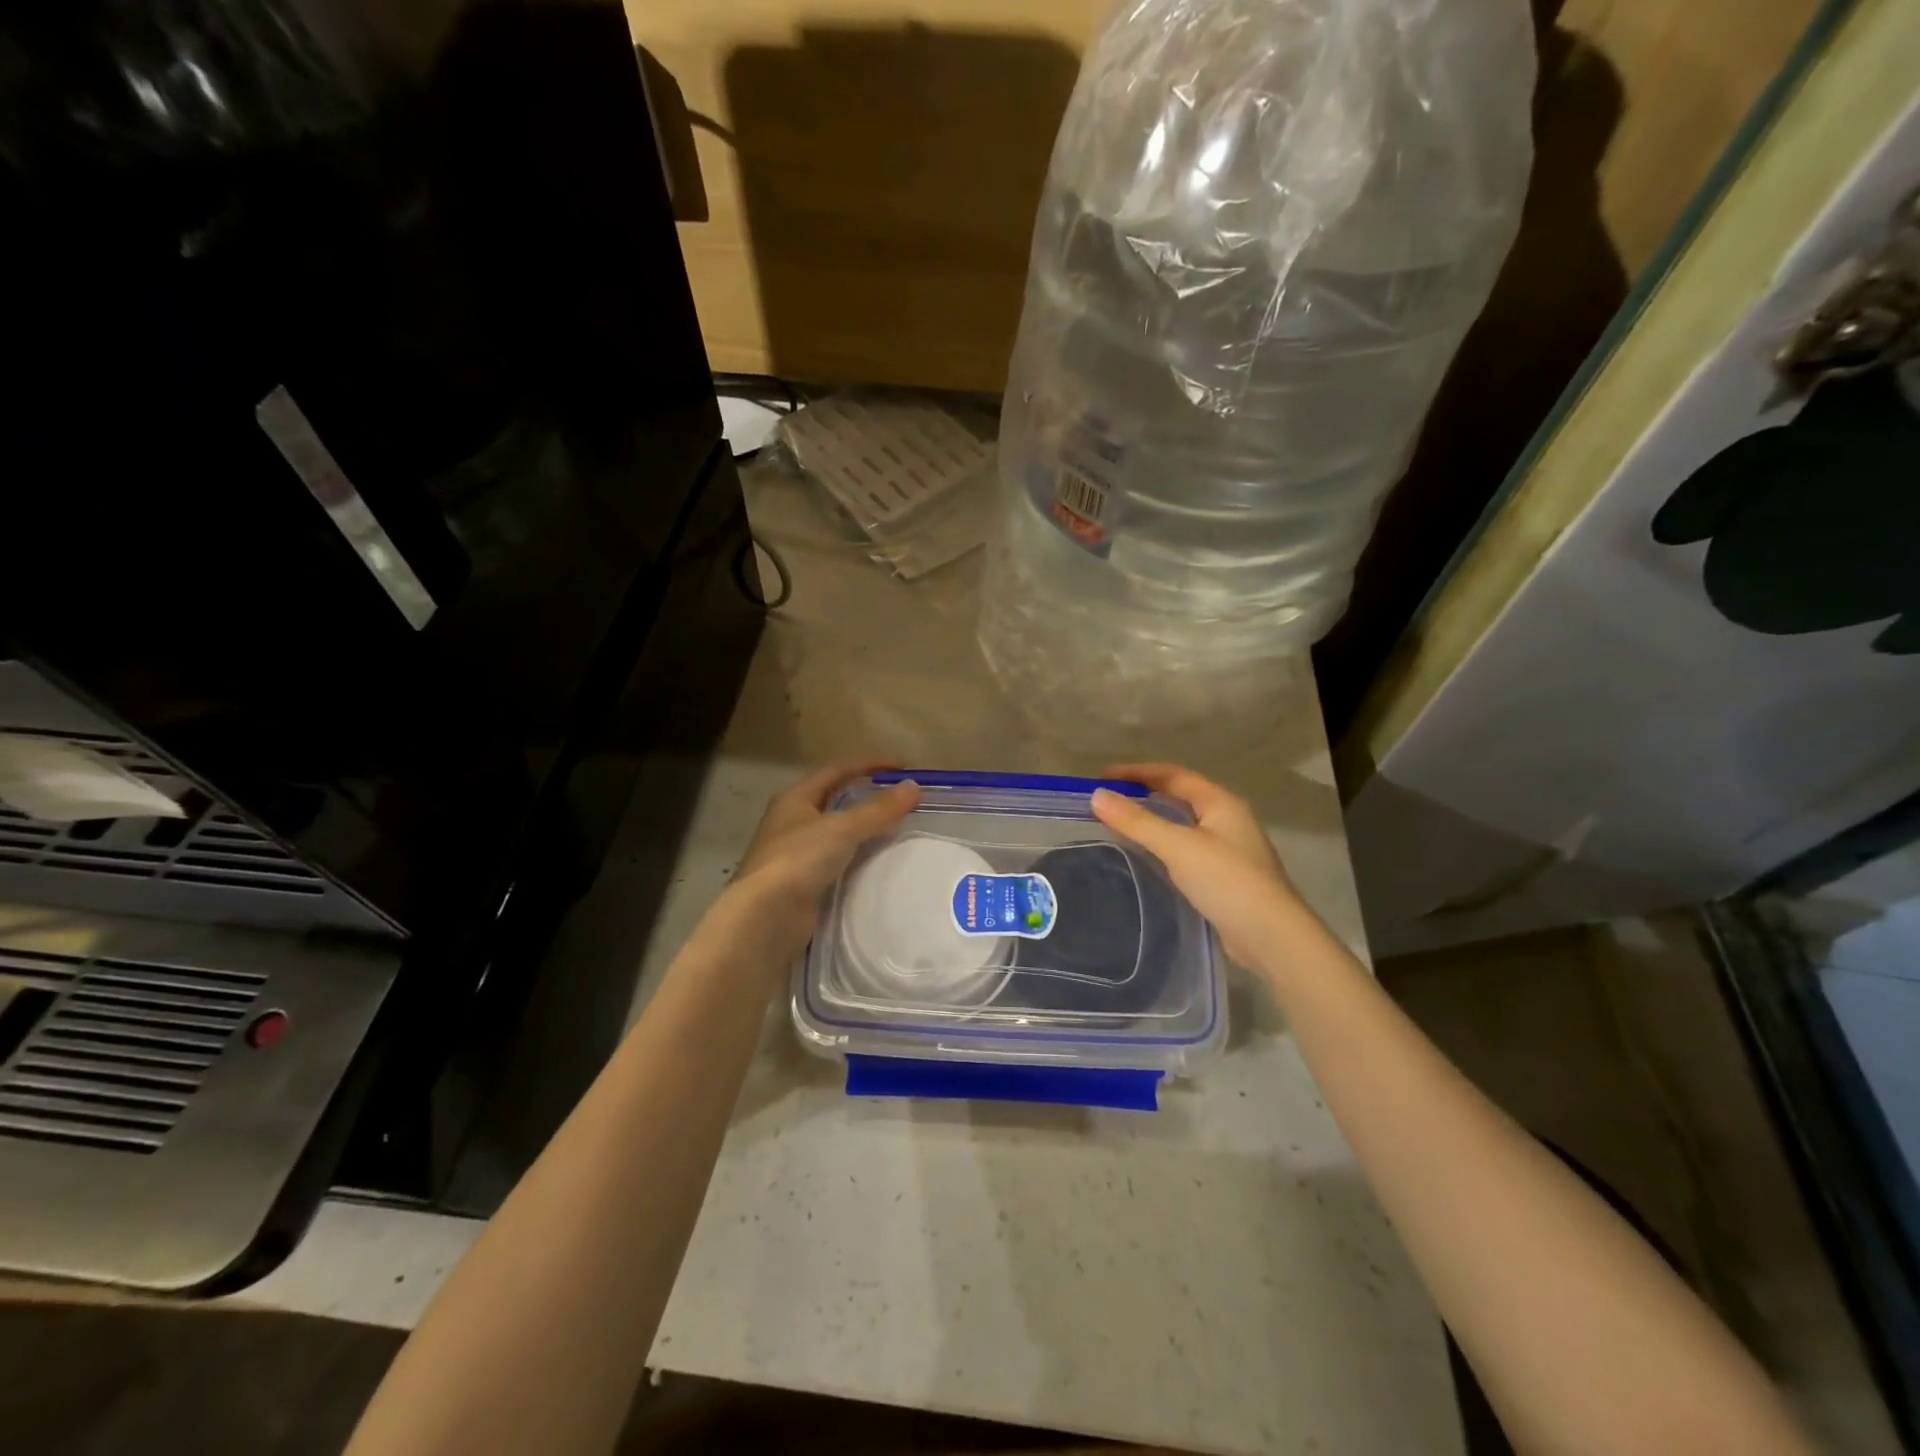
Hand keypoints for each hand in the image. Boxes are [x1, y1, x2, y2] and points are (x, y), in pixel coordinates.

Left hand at [711, 765, 919, 961]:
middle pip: (836, 802)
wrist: (766, 917)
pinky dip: (859, 860)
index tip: (904, 769)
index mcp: (795, 799)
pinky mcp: (805, 884)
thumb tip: (913, 786)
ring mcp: (796, 855)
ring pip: (838, 835)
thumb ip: (878, 809)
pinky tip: (881, 864)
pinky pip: (838, 864)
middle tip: (905, 801)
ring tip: (900, 831)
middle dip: (869, 799)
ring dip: (865, 831)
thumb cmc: (798, 859)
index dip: (869, 766)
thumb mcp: (842, 828)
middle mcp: (792, 822)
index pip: (836, 771)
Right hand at [1090, 763, 1299, 969]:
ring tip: (1120, 826)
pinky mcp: (1225, 876)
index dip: (1137, 772)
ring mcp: (1229, 849)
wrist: (1271, 937)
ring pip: (1184, 824)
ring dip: (1153, 821)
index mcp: (1220, 802)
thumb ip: (1137, 821)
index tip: (1102, 777)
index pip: (1173, 774)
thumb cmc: (1226, 881)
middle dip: (1144, 794)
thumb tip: (1097, 796)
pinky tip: (1147, 858)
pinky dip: (1164, 846)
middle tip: (1108, 801)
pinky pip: (1187, 849)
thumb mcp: (1178, 846)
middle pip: (1180, 796)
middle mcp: (1228, 819)